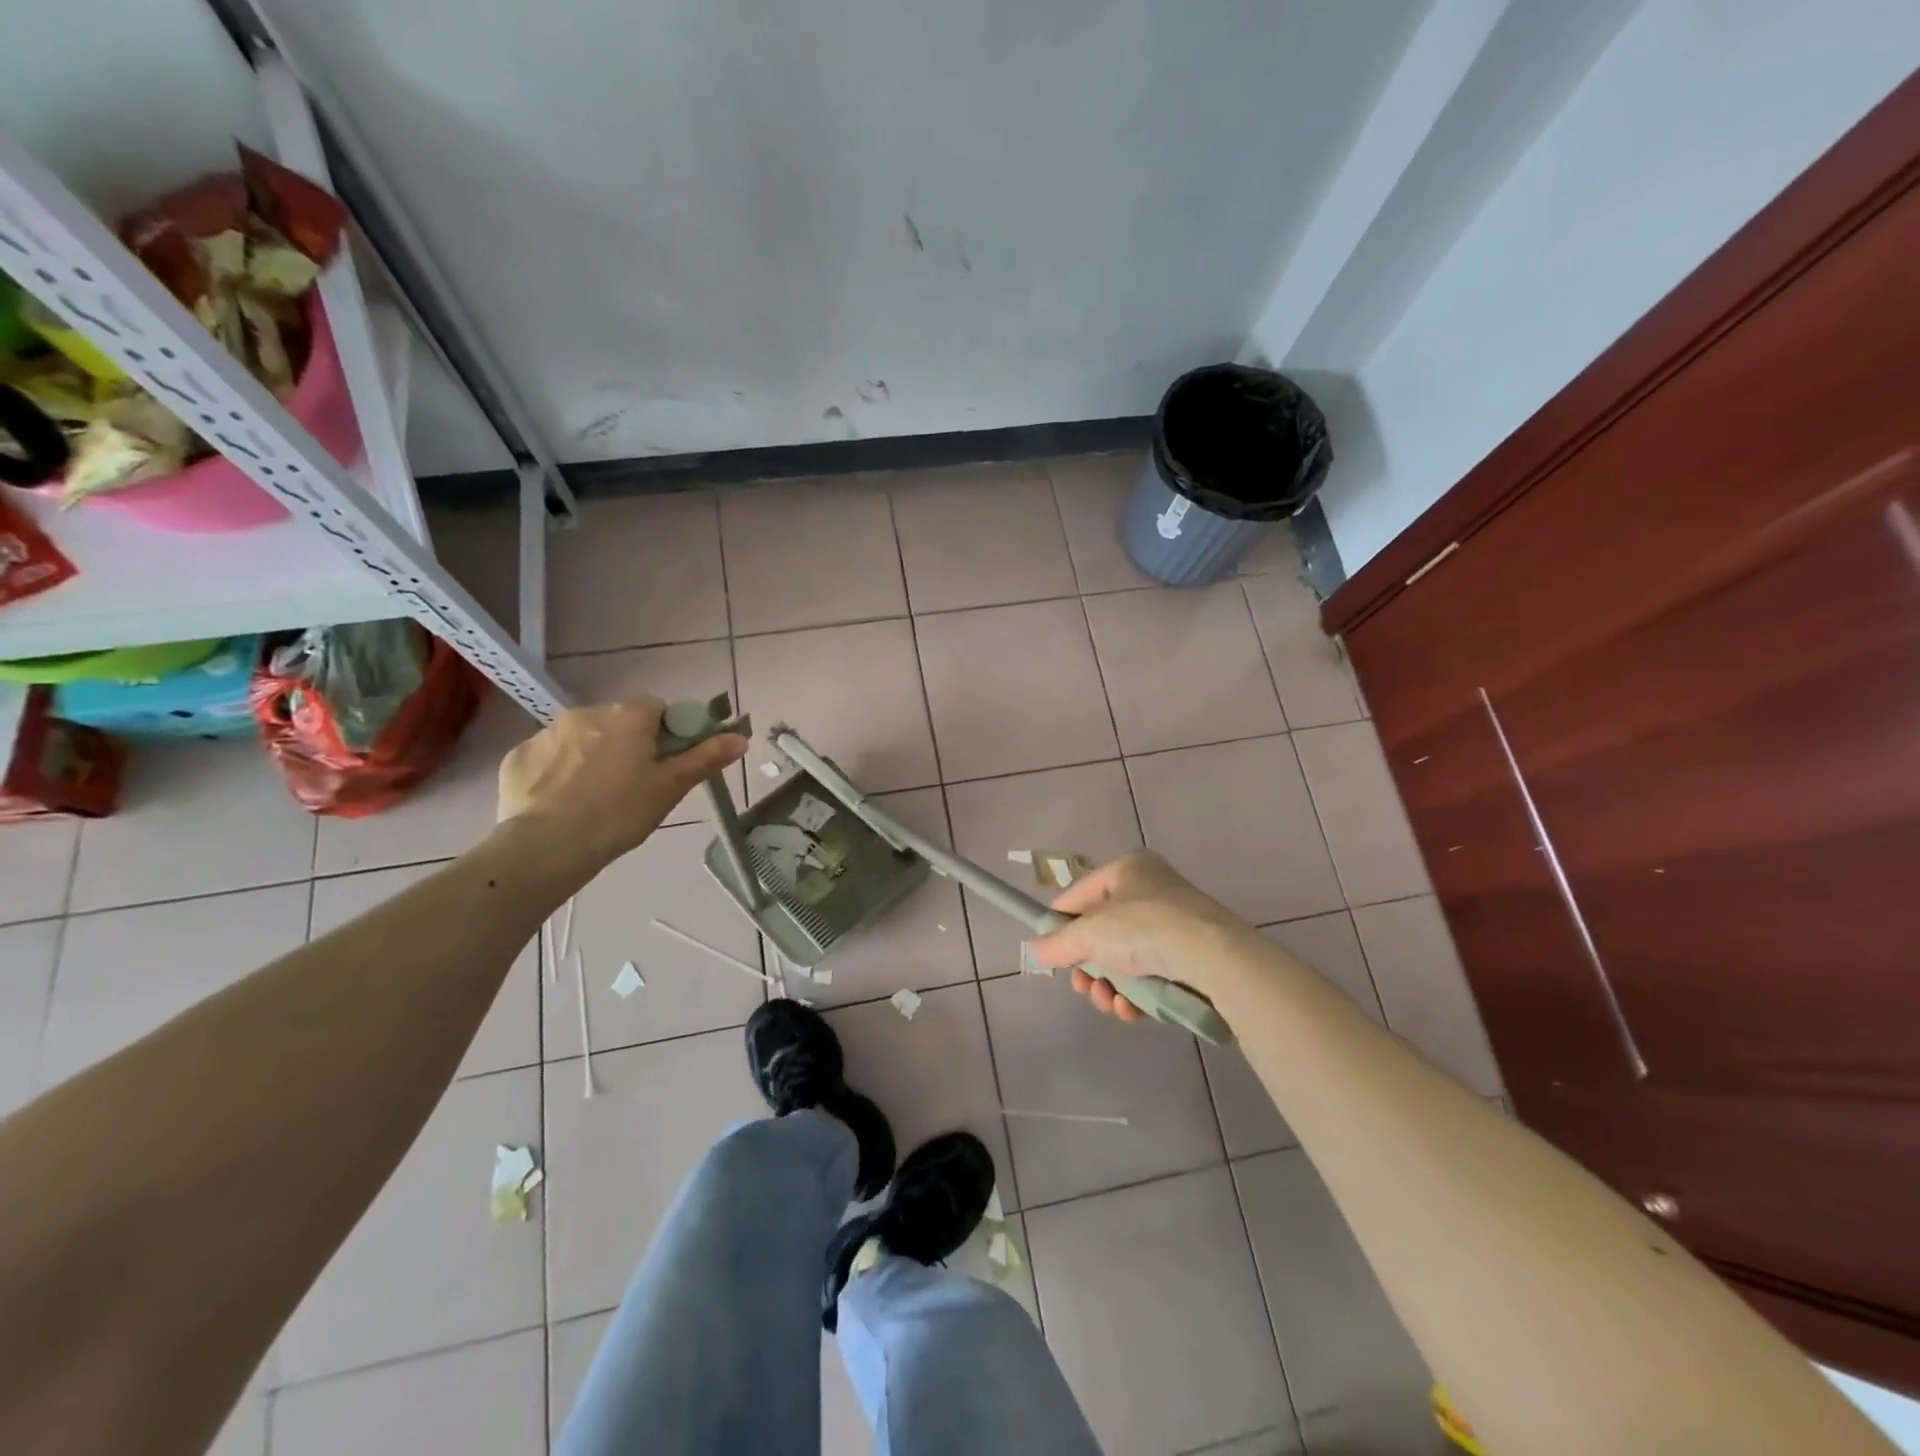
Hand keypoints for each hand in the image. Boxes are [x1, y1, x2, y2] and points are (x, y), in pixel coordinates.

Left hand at [497, 696, 746, 873]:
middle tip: (633, 785)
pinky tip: (562, 802)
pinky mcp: (518, 757)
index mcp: (628, 717)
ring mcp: (547, 733)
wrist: (547, 846)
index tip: (665, 763)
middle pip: (618, 722)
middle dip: (627, 745)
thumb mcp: (671, 787)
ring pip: (582, 738)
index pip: (657, 708)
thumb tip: (741, 737)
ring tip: (594, 798)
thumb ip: (706, 757)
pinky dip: (558, 772)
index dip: (666, 733)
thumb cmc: (620, 813)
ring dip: (591, 756)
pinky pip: (548, 757)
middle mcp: (586, 713)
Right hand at [1029, 851, 1251, 1021]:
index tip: (1050, 953)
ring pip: (1124, 959)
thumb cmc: (1144, 928)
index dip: (1060, 924)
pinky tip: (1130, 1010)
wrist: (1213, 956)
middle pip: (1101, 933)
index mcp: (1127, 870)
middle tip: (1083, 987)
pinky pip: (1149, 975)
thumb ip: (1058, 943)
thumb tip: (1035, 950)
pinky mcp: (1188, 957)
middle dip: (1088, 967)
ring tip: (1108, 1002)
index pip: (1079, 895)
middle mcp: (1150, 891)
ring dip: (1109, 986)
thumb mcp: (1091, 932)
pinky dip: (1135, 995)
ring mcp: (1172, 924)